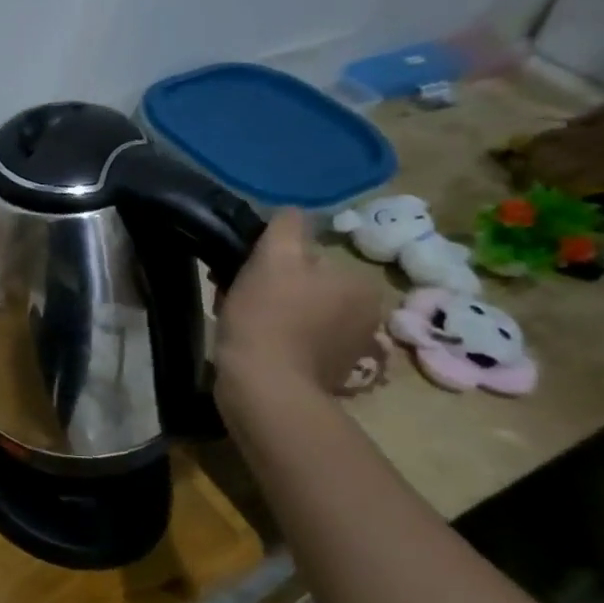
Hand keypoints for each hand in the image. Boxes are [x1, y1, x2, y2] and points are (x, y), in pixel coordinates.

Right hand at [215, 211, 386, 395]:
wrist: (264, 388)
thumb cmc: (268, 316)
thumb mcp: (274, 256)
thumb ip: (288, 226)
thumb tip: (292, 214)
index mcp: (360, 285)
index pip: (309, 258)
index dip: (271, 262)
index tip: (244, 275)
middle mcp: (367, 317)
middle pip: (306, 286)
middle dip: (273, 289)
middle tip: (237, 298)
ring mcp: (350, 351)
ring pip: (300, 315)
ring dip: (272, 315)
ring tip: (240, 324)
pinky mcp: (329, 377)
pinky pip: (298, 345)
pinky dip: (277, 342)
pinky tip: (255, 347)